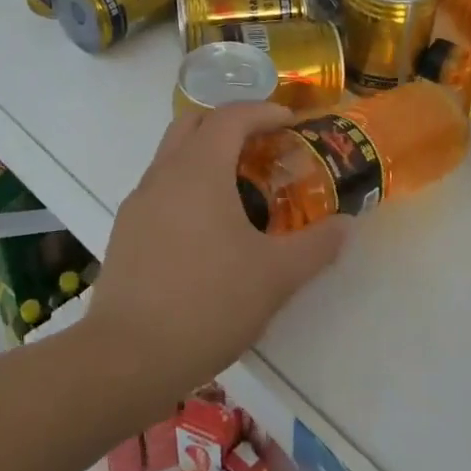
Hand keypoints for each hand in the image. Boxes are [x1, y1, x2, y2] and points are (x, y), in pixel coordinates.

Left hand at [83, 104, 347, 402]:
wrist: (127, 357)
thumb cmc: (208, 303)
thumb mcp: (276, 276)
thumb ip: (316, 246)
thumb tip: (346, 225)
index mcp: (199, 169)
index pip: (230, 117)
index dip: (263, 112)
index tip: (291, 123)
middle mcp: (163, 173)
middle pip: (193, 123)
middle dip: (229, 124)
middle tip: (263, 147)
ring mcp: (138, 202)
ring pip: (172, 155)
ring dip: (205, 155)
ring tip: (240, 189)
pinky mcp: (125, 232)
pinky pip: (160, 189)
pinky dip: (186, 186)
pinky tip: (207, 229)